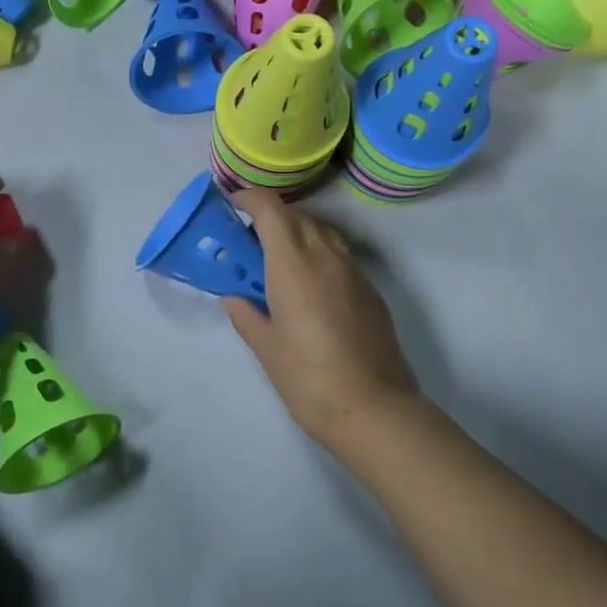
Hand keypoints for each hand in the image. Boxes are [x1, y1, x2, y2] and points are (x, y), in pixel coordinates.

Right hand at [222, 189, 423, 451]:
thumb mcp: (266, 348)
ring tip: (280, 261)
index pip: (271, 210)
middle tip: (250, 239)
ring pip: (323, 233)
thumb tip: (233, 299)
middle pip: (298, 216)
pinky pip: (341, 257)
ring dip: (299, 234)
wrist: (373, 408)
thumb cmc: (308, 378)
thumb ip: (246, 316)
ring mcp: (354, 273)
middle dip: (272, 217)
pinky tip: (311, 288)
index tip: (233, 205)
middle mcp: (326, 257)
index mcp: (293, 265)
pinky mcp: (371, 292)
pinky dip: (320, 255)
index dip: (250, 199)